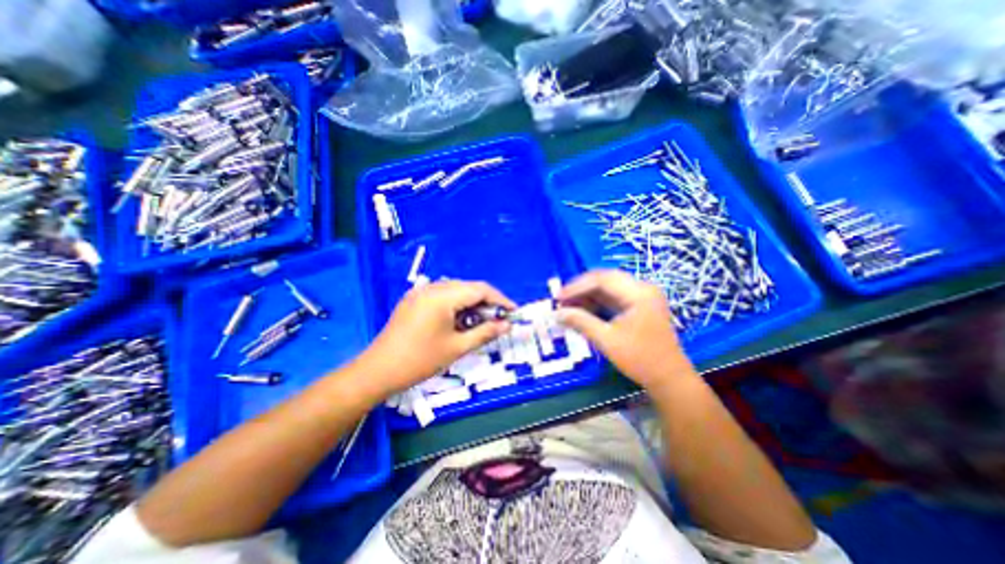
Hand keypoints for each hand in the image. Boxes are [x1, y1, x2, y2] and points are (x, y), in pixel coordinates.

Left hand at [362, 279, 516, 395]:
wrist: (378, 371)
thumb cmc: (420, 360)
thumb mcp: (457, 348)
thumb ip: (485, 333)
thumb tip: (507, 325)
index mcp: (443, 296)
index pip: (480, 289)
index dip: (500, 299)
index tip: (513, 312)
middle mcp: (432, 287)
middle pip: (468, 287)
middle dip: (486, 302)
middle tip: (498, 320)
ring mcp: (420, 292)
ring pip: (455, 290)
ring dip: (471, 303)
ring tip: (480, 322)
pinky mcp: (413, 300)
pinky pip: (442, 295)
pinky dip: (456, 304)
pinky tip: (459, 320)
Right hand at [553, 270, 695, 389]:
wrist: (669, 378)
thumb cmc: (639, 359)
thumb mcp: (606, 340)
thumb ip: (580, 322)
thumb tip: (556, 313)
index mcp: (638, 293)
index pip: (602, 279)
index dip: (577, 286)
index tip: (558, 297)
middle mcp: (642, 288)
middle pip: (605, 279)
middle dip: (581, 289)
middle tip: (561, 299)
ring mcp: (642, 296)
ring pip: (609, 287)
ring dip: (588, 295)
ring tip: (569, 306)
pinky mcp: (640, 305)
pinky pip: (614, 297)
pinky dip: (597, 302)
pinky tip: (583, 310)